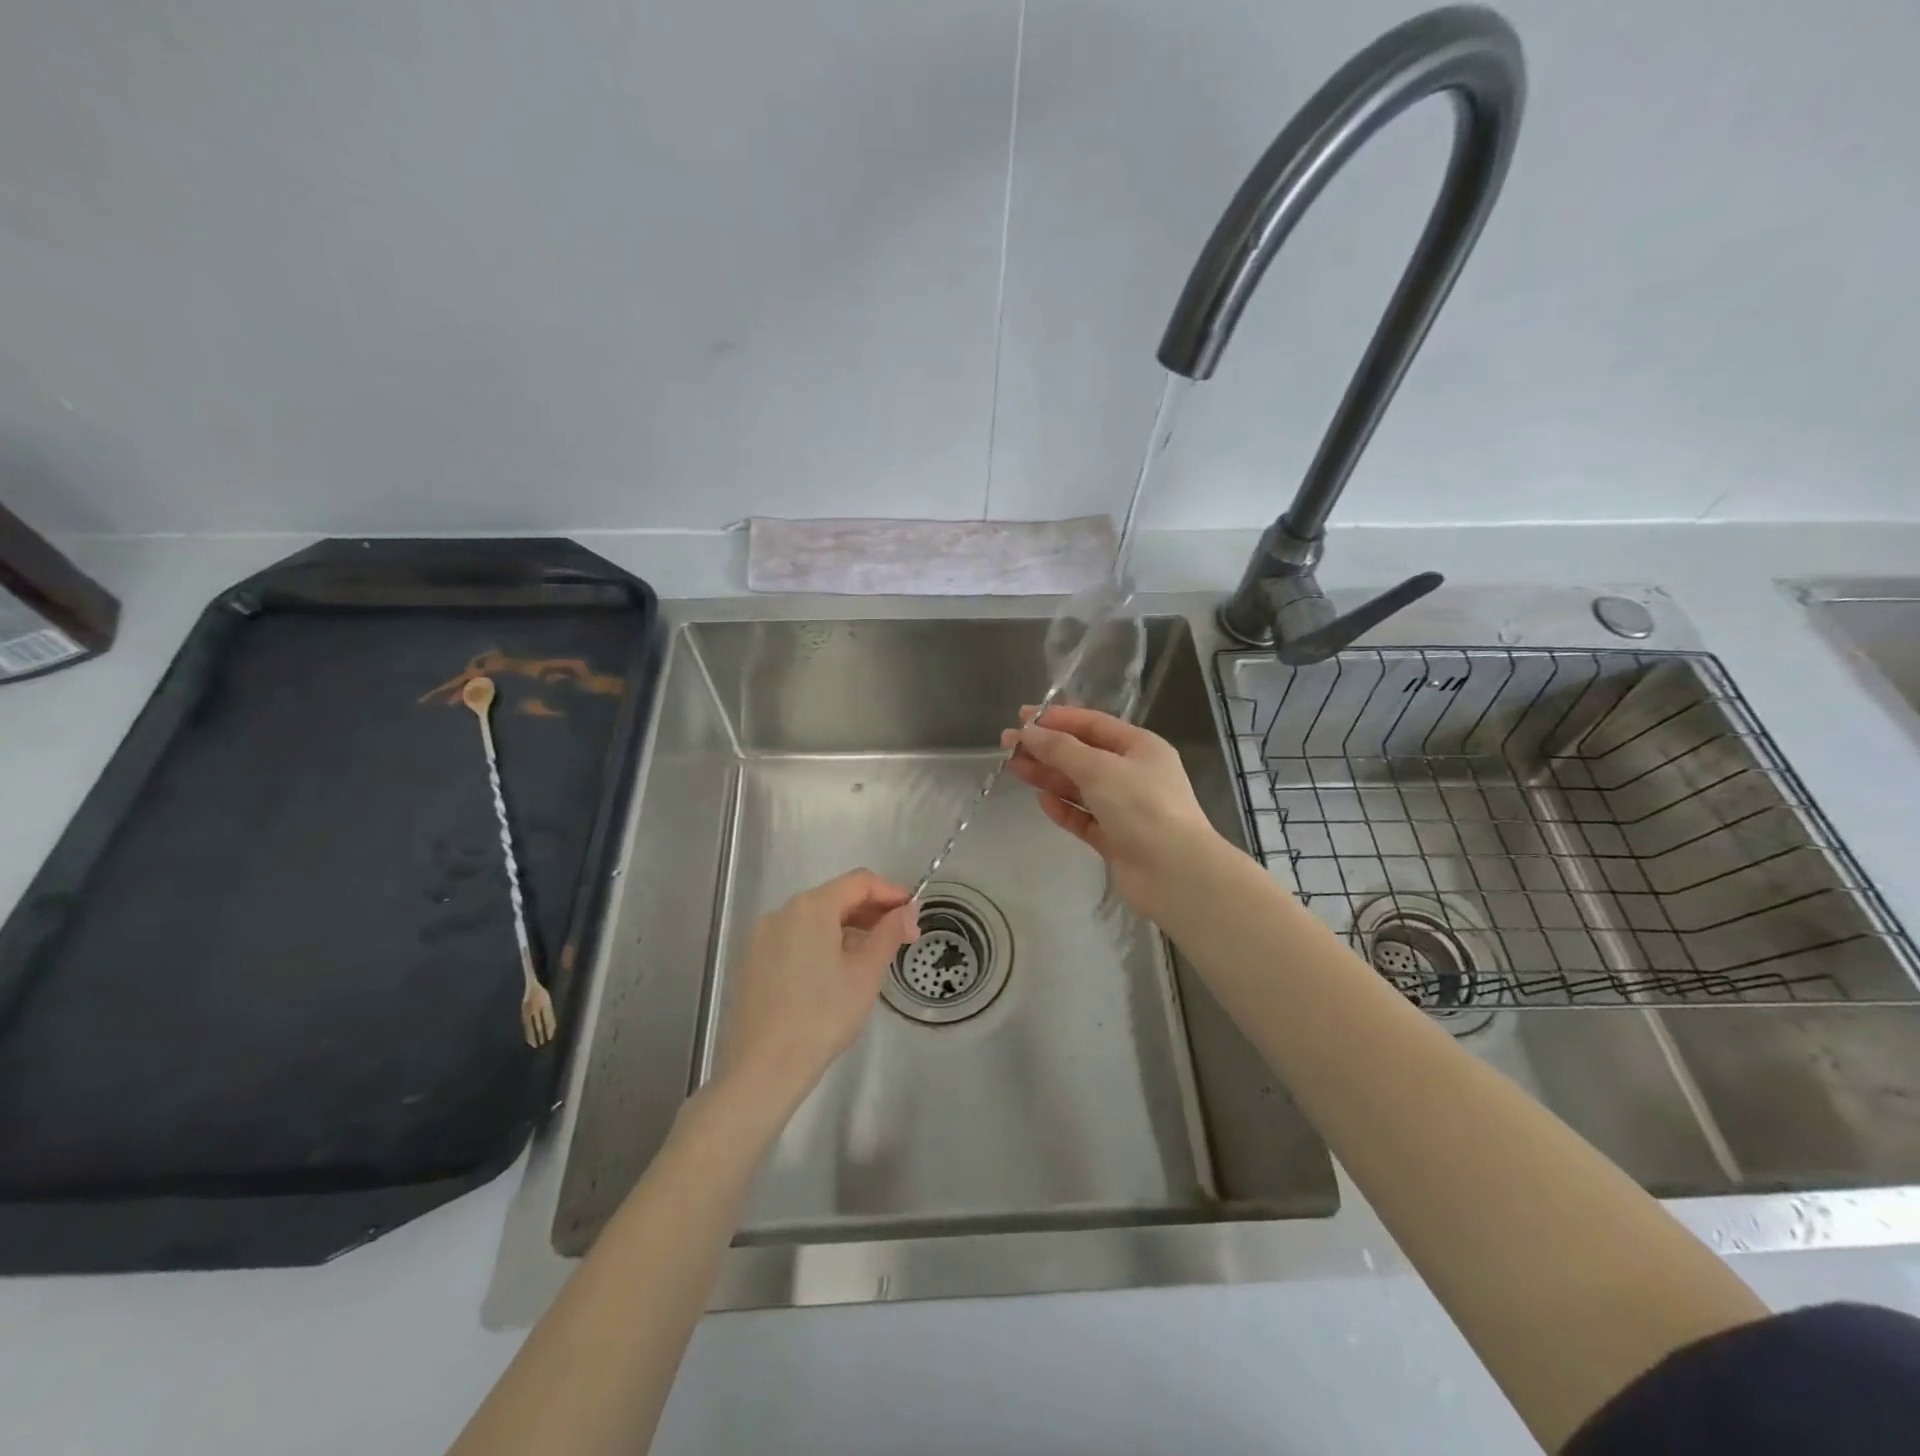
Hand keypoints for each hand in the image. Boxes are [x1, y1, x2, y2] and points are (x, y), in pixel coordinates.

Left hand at [717, 870, 918, 1107]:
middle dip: (871, 912)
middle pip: (835, 897)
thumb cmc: (823, 1015)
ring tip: (872, 956)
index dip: (891, 892)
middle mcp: (782, 912)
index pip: (859, 881)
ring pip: (815, 919)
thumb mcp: (866, 973)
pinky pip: (796, 938)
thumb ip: (889, 933)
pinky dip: (822, 943)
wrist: (764, 1067)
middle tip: (900, 937)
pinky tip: (836, 972)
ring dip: (848, 928)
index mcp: (811, 907)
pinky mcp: (753, 961)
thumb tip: (908, 911)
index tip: (913, 915)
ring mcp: (763, 937)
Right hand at [1001, 704, 1225, 923]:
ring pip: (1080, 787)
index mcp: (1140, 747)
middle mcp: (1133, 774)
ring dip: (1049, 776)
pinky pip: (1084, 818)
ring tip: (1014, 768)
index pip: (1093, 724)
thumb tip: (1028, 732)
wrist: (1175, 873)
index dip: (1057, 719)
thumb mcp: (1099, 768)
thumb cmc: (1142, 807)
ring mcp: (1125, 808)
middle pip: (1083, 754)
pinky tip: (1042, 801)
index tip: (1021, 718)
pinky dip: (1063, 809)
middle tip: (1007, 745)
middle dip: (1046, 748)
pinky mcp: (1115, 839)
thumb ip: (1061, 749)